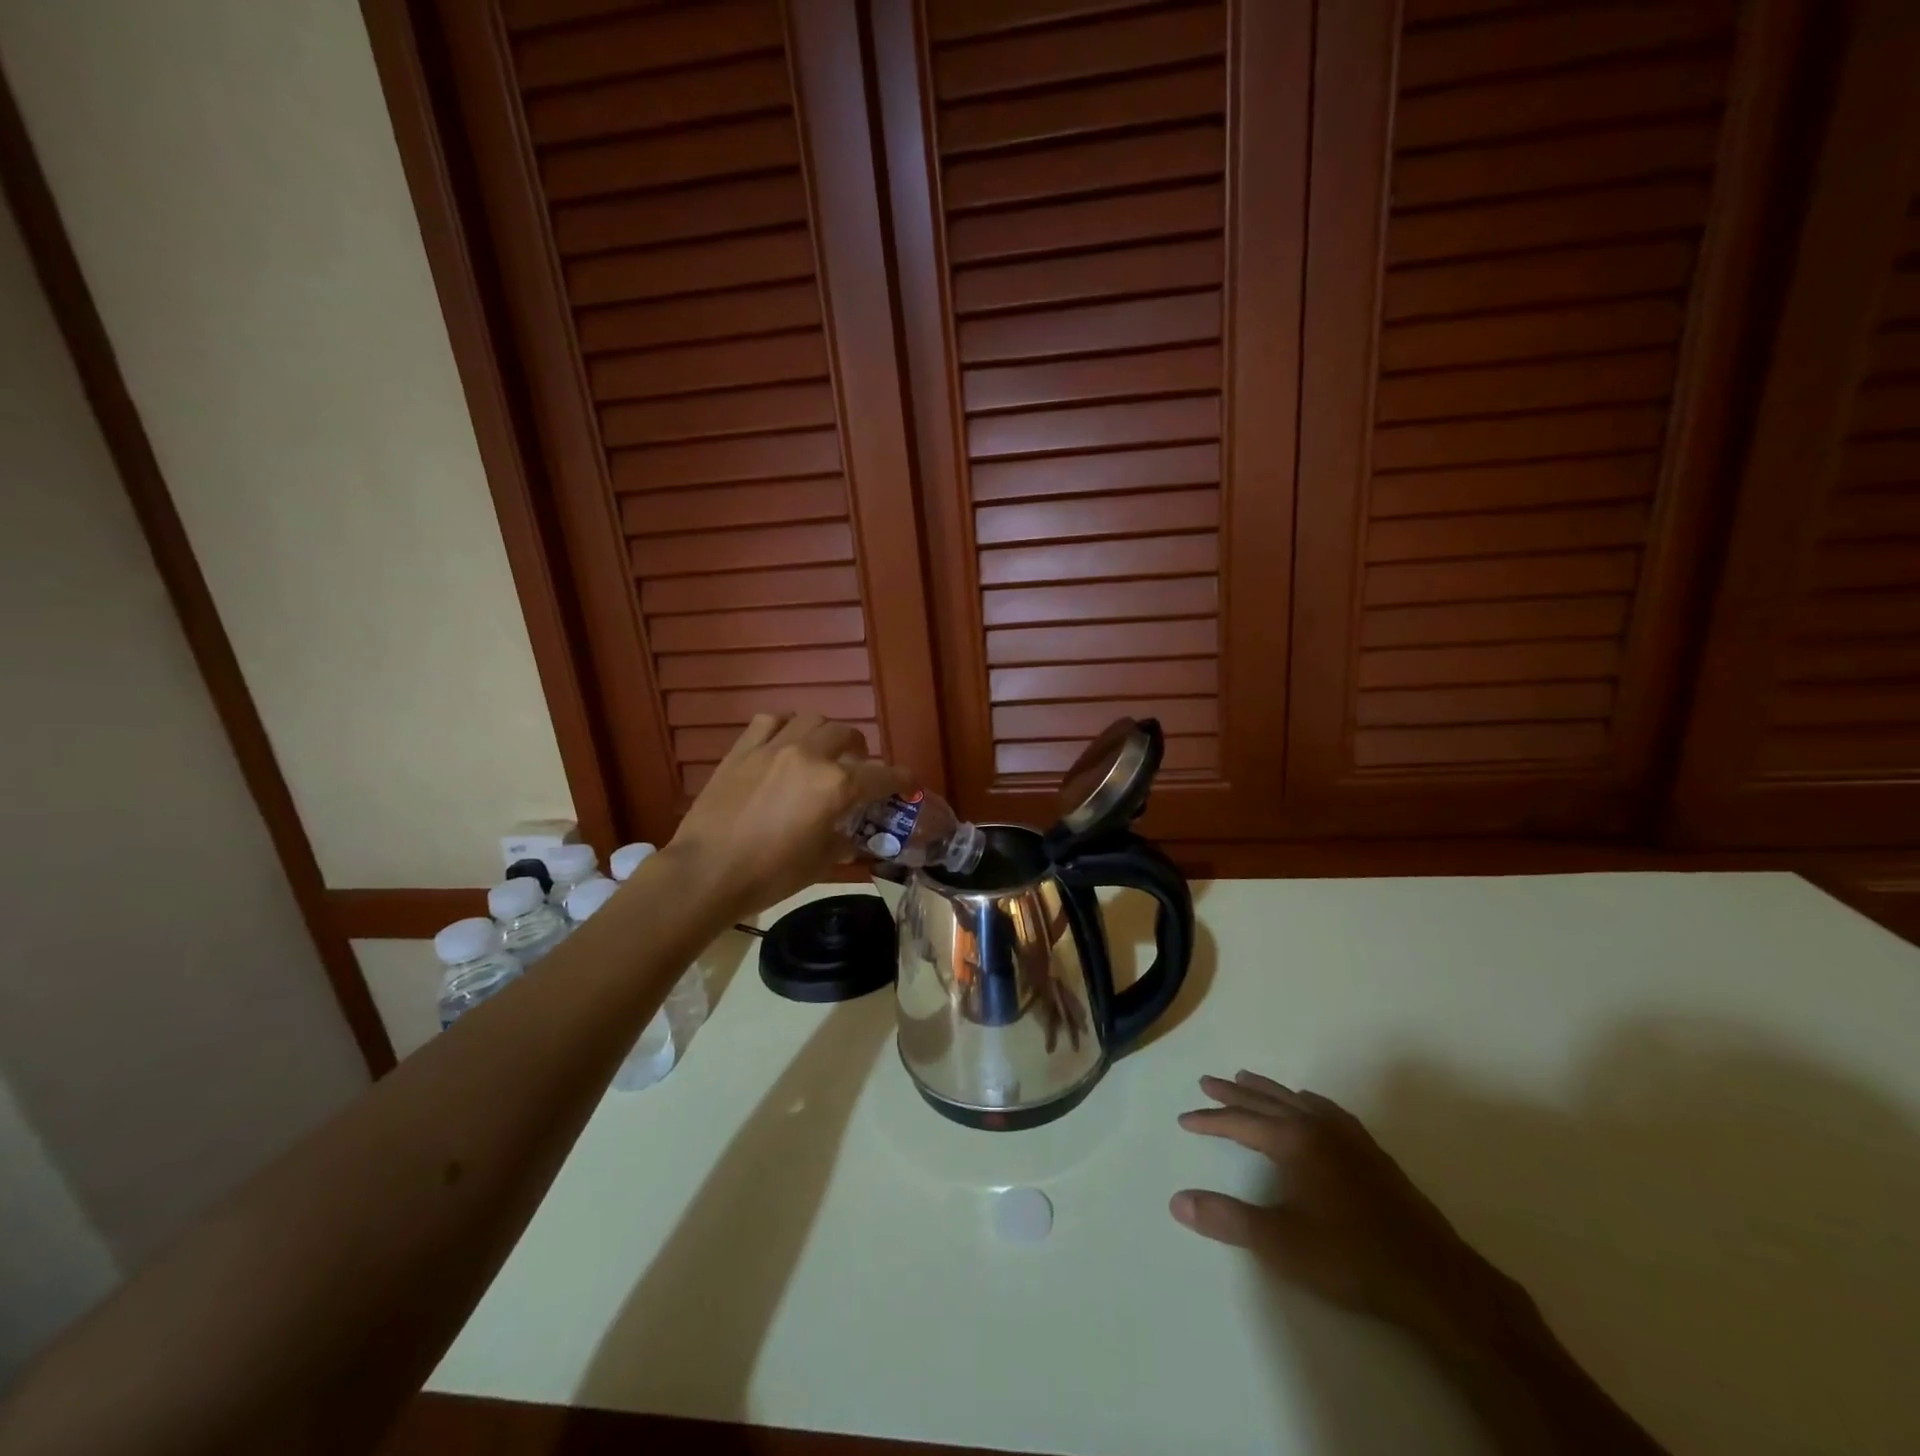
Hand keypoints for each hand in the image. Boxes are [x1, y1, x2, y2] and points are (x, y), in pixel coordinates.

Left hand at [668, 714, 911, 917]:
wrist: (707, 872)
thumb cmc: (770, 874)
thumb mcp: (820, 863)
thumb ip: (844, 840)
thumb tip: (851, 834)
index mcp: (836, 786)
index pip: (882, 776)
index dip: (901, 779)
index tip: (908, 783)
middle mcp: (810, 756)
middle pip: (848, 736)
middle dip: (861, 751)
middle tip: (858, 768)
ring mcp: (773, 748)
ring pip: (812, 720)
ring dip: (825, 733)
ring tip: (822, 751)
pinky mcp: (742, 749)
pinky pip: (770, 722)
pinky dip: (784, 728)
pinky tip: (783, 744)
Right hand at [1171, 1072, 1524, 1346]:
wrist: (1432, 1277)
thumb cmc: (1349, 1257)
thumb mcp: (1279, 1243)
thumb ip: (1226, 1218)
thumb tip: (1176, 1201)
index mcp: (1293, 1141)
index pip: (1240, 1122)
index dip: (1210, 1120)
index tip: (1185, 1119)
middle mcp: (1317, 1126)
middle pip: (1267, 1100)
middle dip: (1233, 1092)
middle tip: (1207, 1081)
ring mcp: (1348, 1135)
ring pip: (1297, 1100)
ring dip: (1268, 1090)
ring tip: (1247, 1078)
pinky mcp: (1371, 1151)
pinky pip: (1327, 1109)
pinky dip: (1305, 1100)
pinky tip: (1308, 1105)